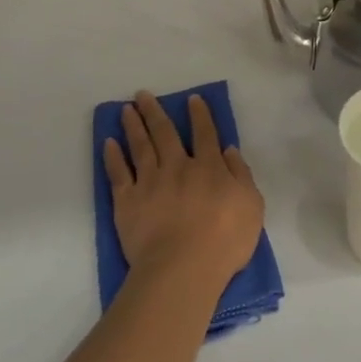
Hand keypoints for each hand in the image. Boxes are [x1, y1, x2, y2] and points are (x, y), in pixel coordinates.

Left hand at [104, 92, 264, 285]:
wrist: (183, 267)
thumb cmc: (225, 241)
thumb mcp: (252, 207)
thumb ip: (241, 176)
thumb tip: (229, 151)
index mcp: (209, 168)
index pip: (205, 134)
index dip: (200, 115)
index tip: (192, 99)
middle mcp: (177, 167)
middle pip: (165, 133)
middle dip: (155, 111)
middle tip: (143, 94)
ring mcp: (149, 182)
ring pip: (140, 147)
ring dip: (133, 126)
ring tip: (125, 109)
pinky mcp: (127, 201)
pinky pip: (118, 173)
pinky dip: (112, 157)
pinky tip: (108, 143)